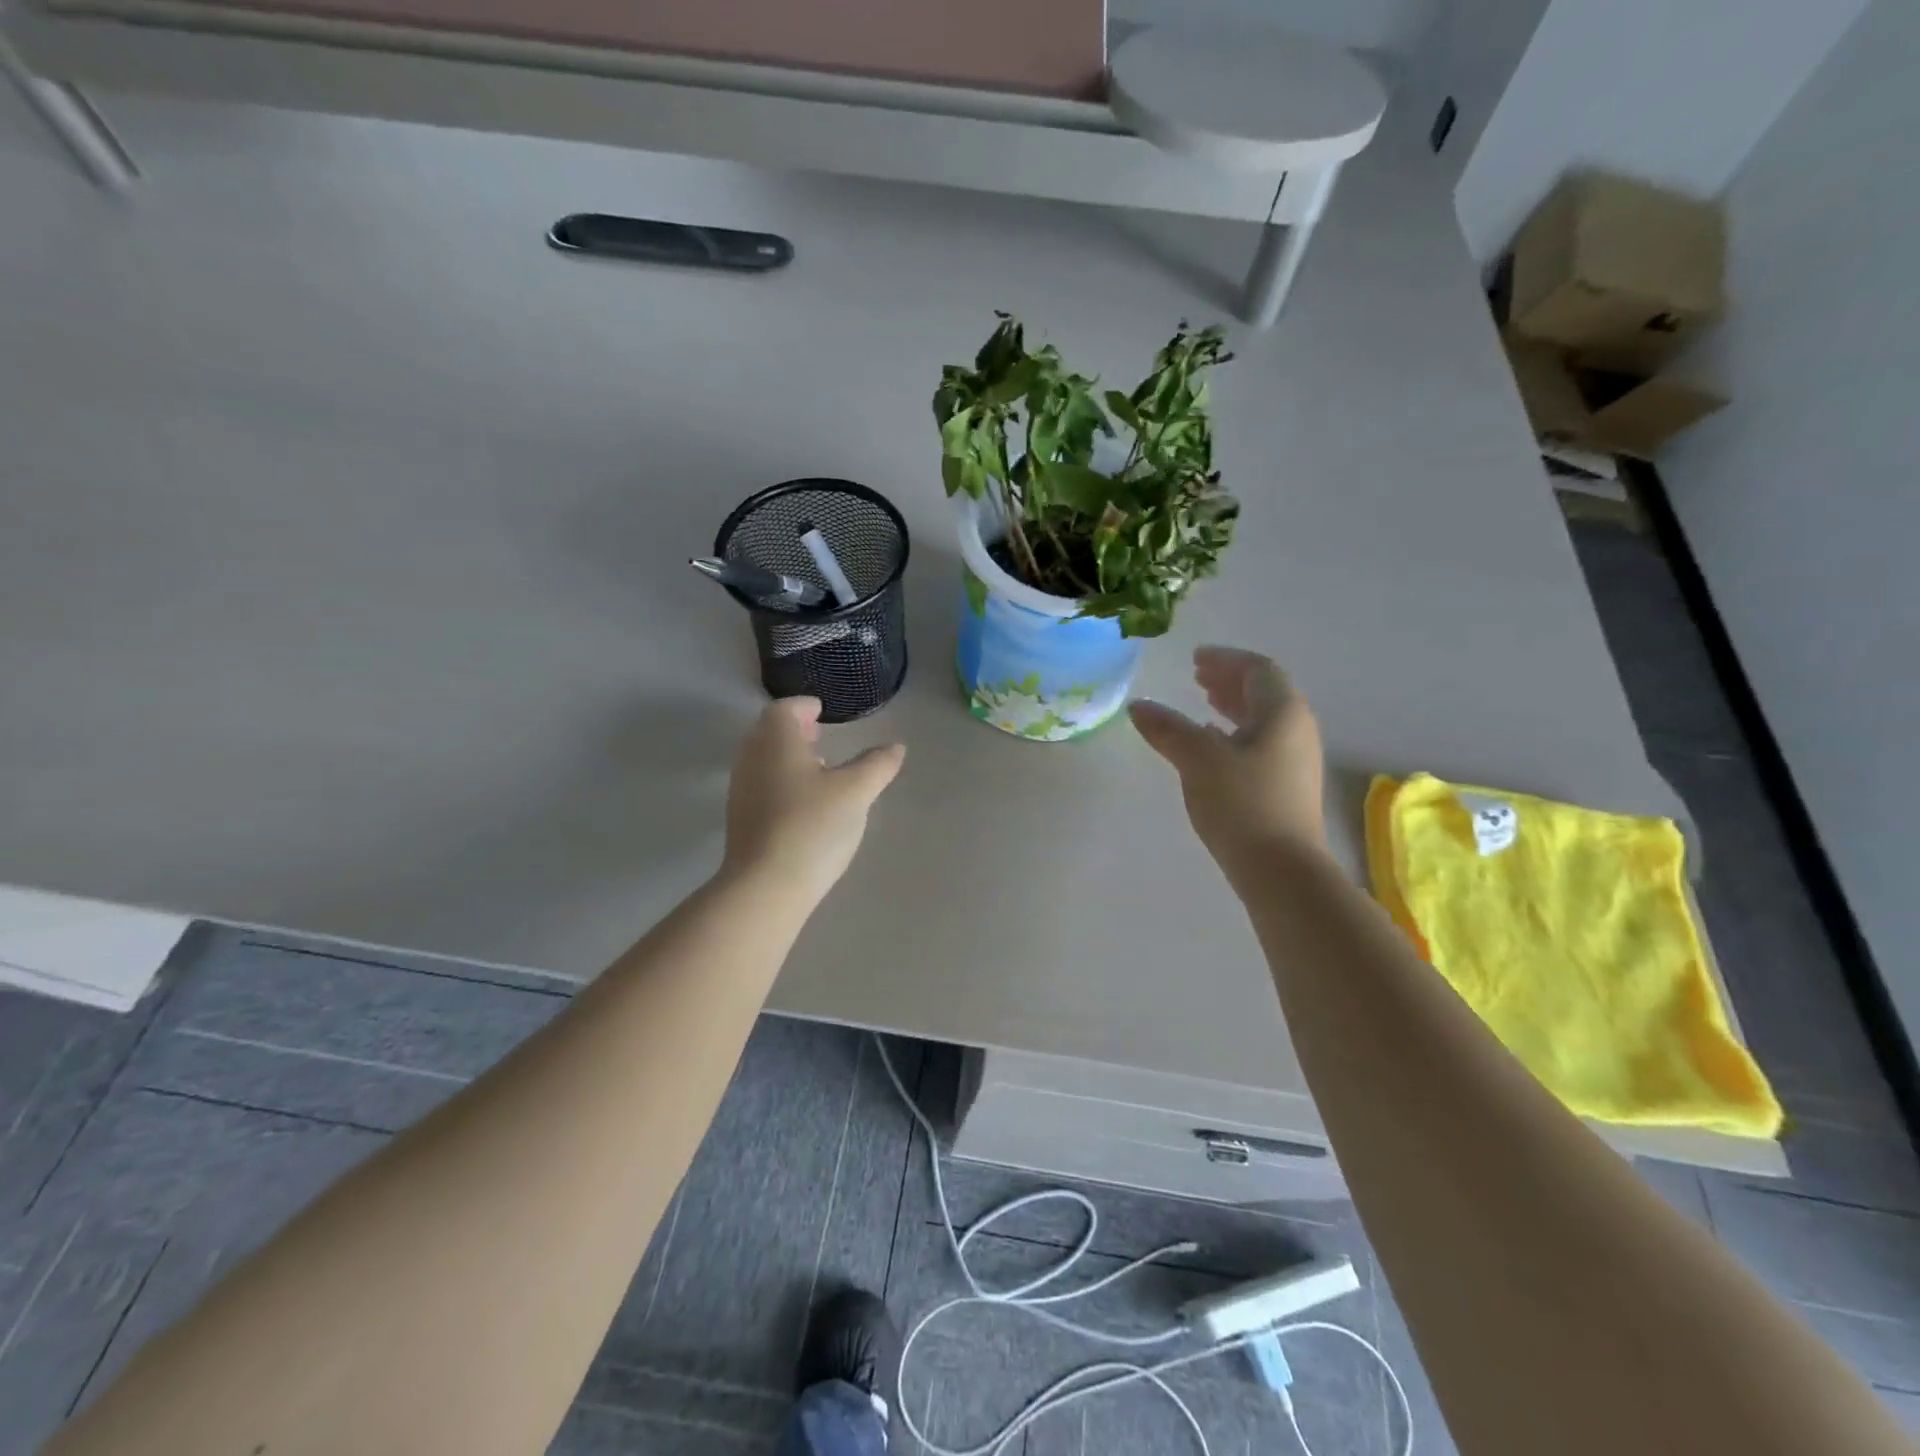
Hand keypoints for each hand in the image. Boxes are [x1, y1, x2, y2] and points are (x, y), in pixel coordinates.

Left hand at [722, 697, 905, 904]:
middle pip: (769, 732)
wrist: (766, 887)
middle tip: (820, 736)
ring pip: (764, 760)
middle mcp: (751, 758)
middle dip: (795, 730)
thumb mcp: (856, 792)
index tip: (822, 711)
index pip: (785, 708)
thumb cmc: (812, 826)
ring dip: (788, 757)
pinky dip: (781, 781)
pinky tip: (804, 804)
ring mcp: (741, 790)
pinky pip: (761, 785)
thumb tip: (895, 747)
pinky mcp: (740, 819)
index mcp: (776, 740)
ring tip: (818, 770)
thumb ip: (877, 764)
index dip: (804, 706)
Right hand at [1129, 646, 1326, 874]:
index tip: (1195, 659)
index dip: (1226, 659)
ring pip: (1263, 718)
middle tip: (1196, 676)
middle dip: (1229, 679)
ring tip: (1202, 704)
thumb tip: (1138, 706)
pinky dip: (1236, 731)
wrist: (1281, 869)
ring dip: (1233, 705)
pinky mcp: (1288, 785)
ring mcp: (1296, 759)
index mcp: (1283, 712)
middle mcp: (1297, 729)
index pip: (1258, 669)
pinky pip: (1262, 741)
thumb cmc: (1243, 804)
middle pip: (1264, 691)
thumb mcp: (1198, 760)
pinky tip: (1213, 744)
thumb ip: (1168, 728)